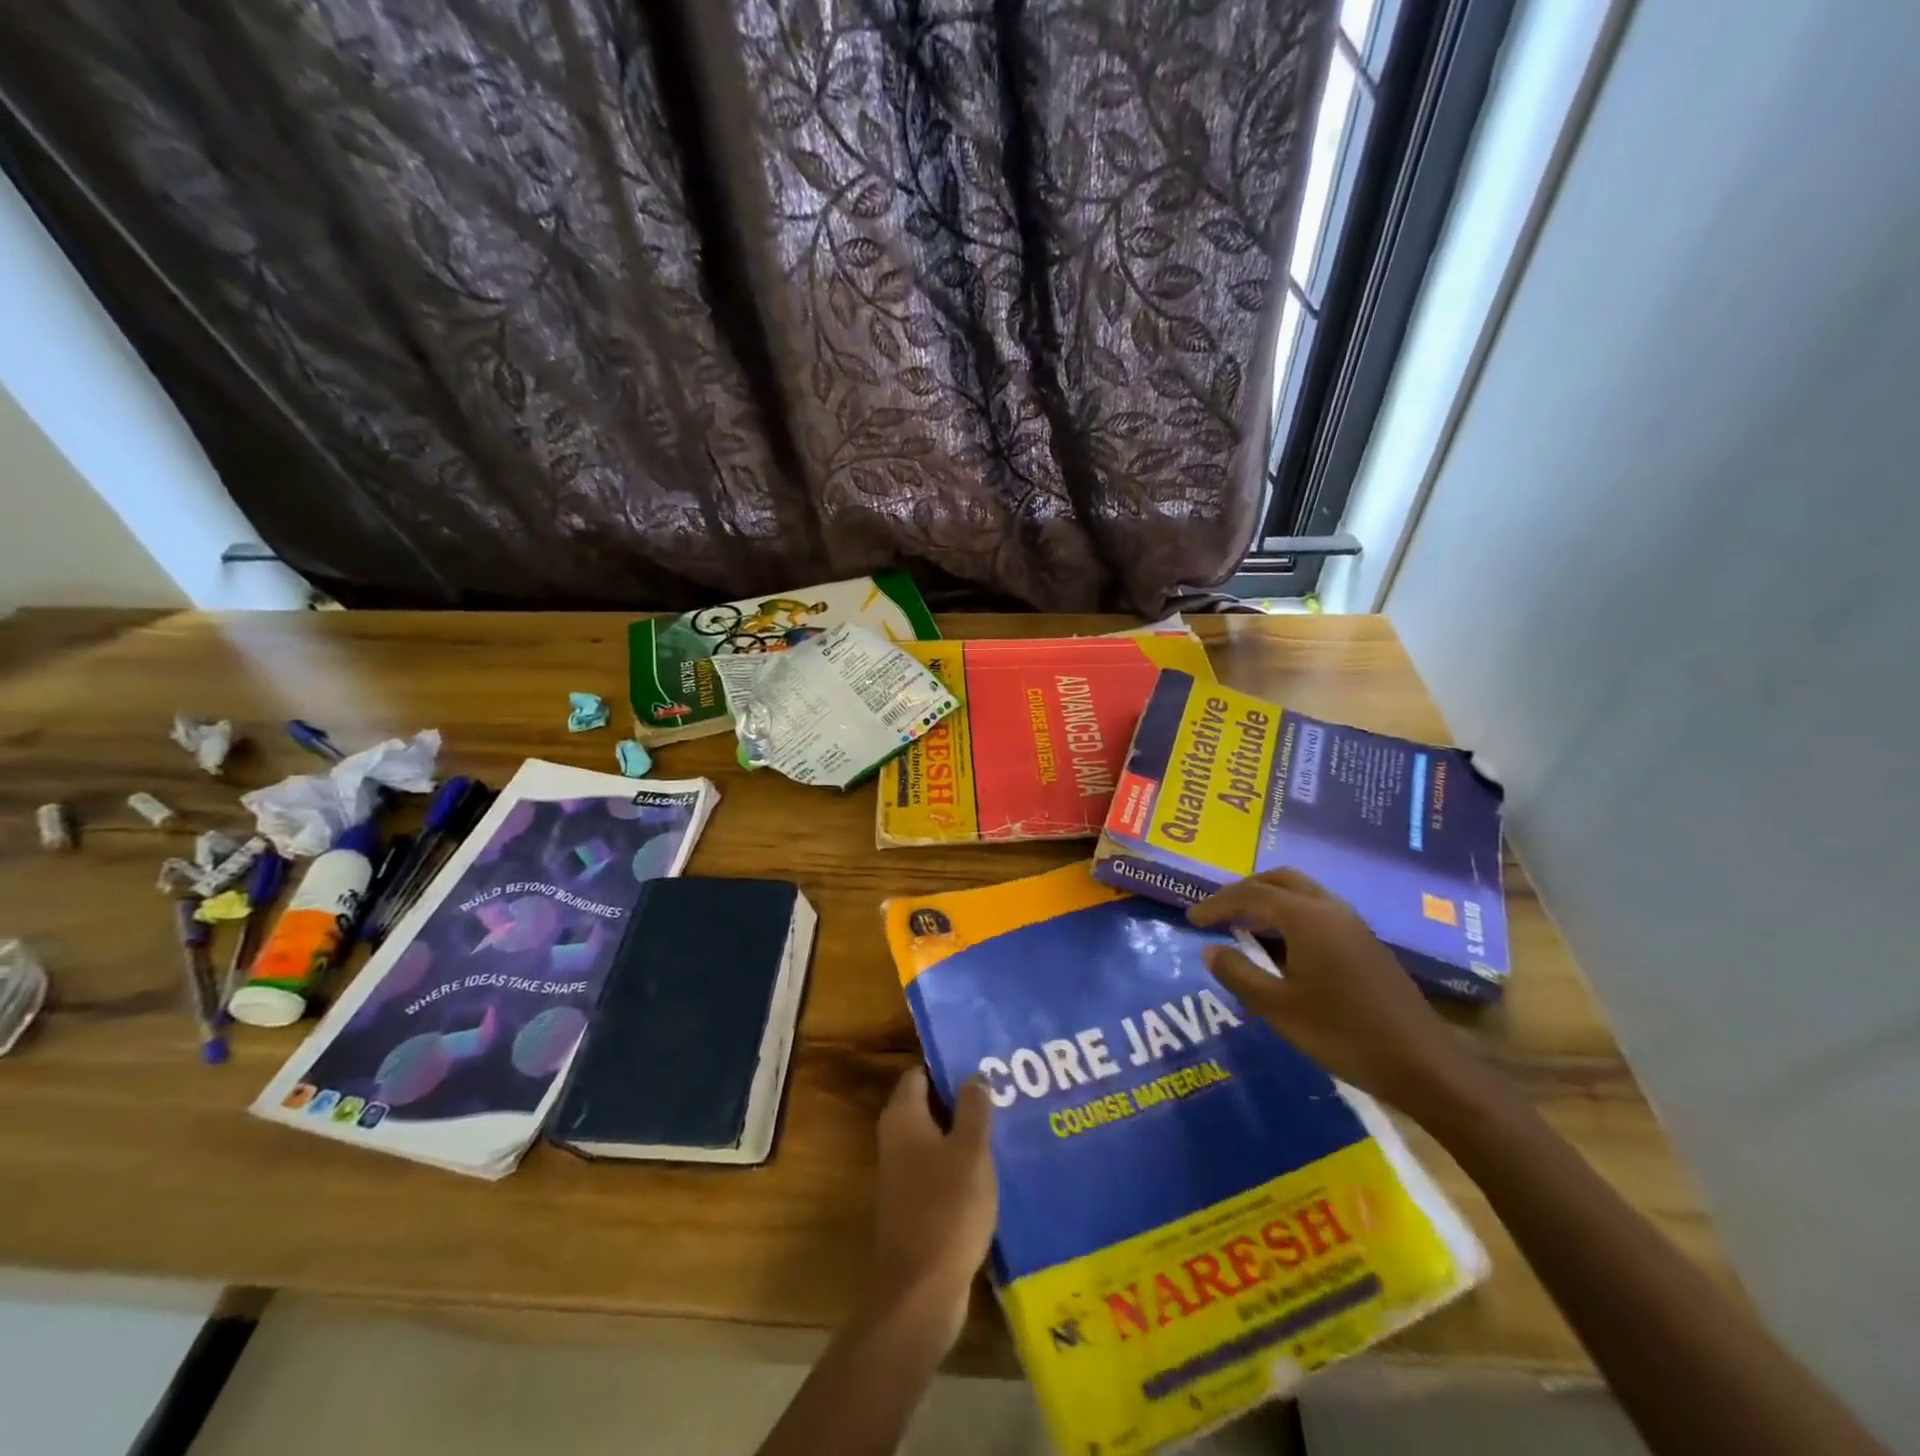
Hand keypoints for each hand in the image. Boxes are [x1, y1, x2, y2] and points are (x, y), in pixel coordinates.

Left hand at [869, 1066, 997, 1349]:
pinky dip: (962, 1164)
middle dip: (962, 1097)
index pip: (920, 1073)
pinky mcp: (915, 1206)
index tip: (981, 1059)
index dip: (947, 1064)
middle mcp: (896, 1140)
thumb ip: (973, 1108)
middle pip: (928, 1104)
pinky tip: (994, 1167)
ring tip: (1006, 1122)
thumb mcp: (970, 1151)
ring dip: (965, 1132)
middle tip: (1002, 1089)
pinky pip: (940, 1170)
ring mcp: (903, 1175)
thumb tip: (974, 1074)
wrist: (919, 1293)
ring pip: (937, 1138)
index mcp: (903, 1117)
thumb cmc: (946, 1209)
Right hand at [1189, 868, 1483, 1112]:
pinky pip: (1317, 910)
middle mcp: (1330, 909)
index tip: (1191, 919)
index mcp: (1306, 918)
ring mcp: (1353, 925)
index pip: (1250, 895)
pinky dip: (1289, 914)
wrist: (1424, 1065)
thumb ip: (1239, 975)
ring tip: (1244, 924)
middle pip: (1279, 880)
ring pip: (1302, 892)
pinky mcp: (1366, 944)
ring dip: (1269, 899)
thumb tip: (1210, 950)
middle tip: (1218, 912)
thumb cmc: (1344, 1034)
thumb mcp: (1279, 1009)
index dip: (1217, 904)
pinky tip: (1282, 945)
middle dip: (1244, 890)